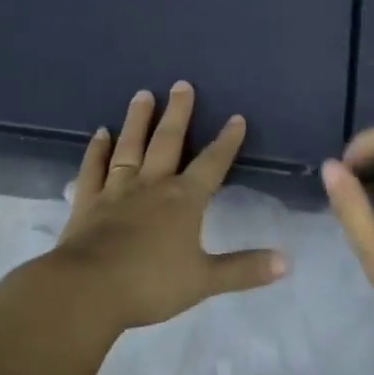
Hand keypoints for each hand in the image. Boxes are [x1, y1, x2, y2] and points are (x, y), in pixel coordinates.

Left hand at [53, 82, 286, 328]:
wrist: (87, 290)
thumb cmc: (150, 284)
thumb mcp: (204, 280)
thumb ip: (244, 269)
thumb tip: (287, 263)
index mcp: (183, 200)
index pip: (212, 164)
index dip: (226, 141)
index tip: (236, 118)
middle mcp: (151, 185)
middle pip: (167, 142)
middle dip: (178, 113)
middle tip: (182, 84)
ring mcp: (115, 191)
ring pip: (130, 147)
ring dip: (138, 120)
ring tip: (143, 94)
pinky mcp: (87, 202)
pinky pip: (93, 169)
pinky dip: (97, 150)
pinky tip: (100, 133)